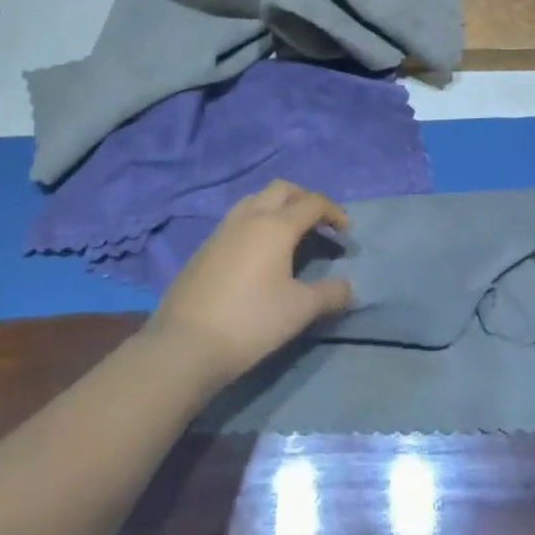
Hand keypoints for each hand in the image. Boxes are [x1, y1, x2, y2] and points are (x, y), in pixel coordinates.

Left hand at [149, 180, 352, 386]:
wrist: (185, 344)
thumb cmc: (251, 321)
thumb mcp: (299, 310)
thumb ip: (330, 294)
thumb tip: (349, 288)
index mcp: (276, 225)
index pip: (312, 203)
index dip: (334, 213)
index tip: (346, 232)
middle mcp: (249, 216)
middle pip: (282, 189)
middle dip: (305, 199)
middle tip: (319, 224)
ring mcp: (222, 229)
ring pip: (256, 200)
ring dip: (278, 207)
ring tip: (290, 235)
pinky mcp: (205, 247)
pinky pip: (238, 220)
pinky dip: (257, 222)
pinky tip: (259, 254)